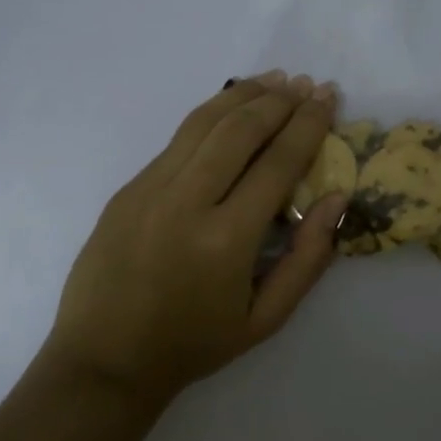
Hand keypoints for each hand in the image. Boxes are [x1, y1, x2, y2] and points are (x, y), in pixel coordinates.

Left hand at [44, 71, 349, 403]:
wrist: (104, 360)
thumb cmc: (192, 345)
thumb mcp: (265, 319)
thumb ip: (308, 259)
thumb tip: (336, 198)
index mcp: (225, 240)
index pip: (277, 163)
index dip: (308, 124)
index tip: (328, 98)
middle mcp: (185, 202)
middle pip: (239, 129)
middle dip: (279, 100)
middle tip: (307, 84)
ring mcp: (149, 189)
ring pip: (203, 122)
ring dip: (243, 94)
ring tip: (275, 80)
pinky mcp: (128, 188)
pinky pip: (177, 140)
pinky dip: (211, 114)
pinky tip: (230, 108)